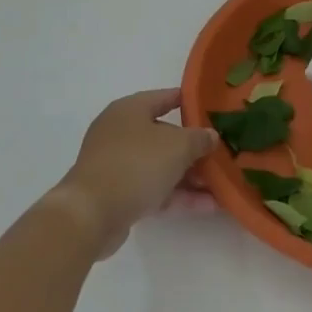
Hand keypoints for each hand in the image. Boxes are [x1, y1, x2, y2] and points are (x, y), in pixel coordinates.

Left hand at [54, 89, 215, 257]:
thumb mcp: (178, 146)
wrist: (91, 214)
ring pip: (160, 165)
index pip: (164, 97)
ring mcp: (117, 165)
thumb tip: (210, 136)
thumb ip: (199, 138)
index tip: (212, 108)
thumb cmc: (136, 165)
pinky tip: (207, 206)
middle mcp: (120, 132)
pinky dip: (177, 195)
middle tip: (220, 154)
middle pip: (164, 136)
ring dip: (189, 176)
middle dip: (194, 148)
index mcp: (130, 110)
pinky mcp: (116, 194)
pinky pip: (153, 189)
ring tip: (221, 185)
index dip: (189, 101)